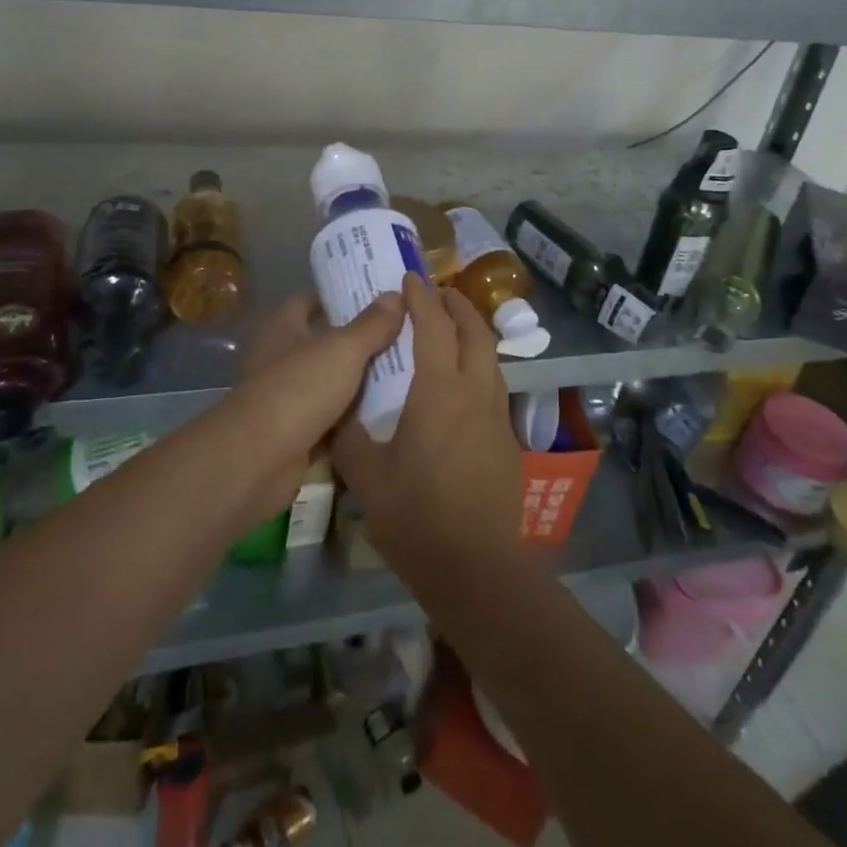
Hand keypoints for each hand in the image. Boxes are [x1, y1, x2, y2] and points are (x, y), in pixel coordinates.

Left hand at [223, 292, 405, 519]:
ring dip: (358, 382)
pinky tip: (386, 414)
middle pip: (323, 343)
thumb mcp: (342, 351)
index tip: (375, 298)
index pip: (309, 302)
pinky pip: (331, 420)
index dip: (339, 298)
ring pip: (330, 383)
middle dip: (357, 342)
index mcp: (282, 328)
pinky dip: (352, 419)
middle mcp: (280, 359)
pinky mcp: (295, 434)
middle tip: (401, 335)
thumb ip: (371, 325)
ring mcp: (286, 398)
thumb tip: (395, 294)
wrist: (258, 461)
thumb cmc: (298, 390)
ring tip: (404, 372)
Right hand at [331, 274, 522, 581]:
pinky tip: (462, 384)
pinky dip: (479, 365)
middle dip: (456, 304)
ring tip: (451, 329)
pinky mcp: (508, 440)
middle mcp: (475, 392)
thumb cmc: (417, 518)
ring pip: (490, 357)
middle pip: (474, 331)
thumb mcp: (367, 477)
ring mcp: (497, 416)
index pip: (433, 326)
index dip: (421, 298)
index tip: (410, 277)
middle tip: (437, 292)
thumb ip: (350, 436)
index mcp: (440, 391)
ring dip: (472, 333)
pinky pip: (494, 385)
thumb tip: (338, 410)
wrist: (477, 569)